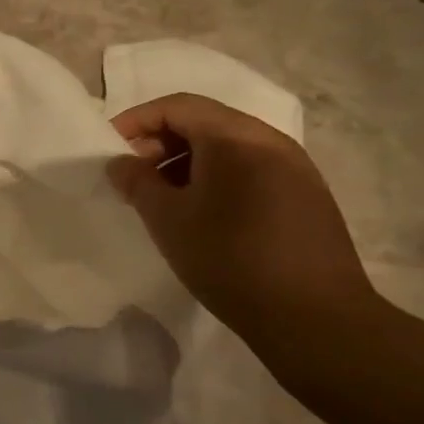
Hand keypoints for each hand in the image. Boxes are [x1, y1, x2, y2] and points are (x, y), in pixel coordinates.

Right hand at [107, 93, 377, 348]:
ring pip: (229, 147)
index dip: (137, 121)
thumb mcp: (168, 220)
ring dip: (187, 162)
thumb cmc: (229, 259)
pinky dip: (216, 178)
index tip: (110, 149)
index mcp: (236, 138)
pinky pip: (250, 169)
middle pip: (205, 122)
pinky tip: (202, 214)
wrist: (314, 317)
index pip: (178, 106)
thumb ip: (138, 182)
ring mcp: (295, 168)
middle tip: (133, 176)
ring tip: (162, 198)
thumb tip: (122, 163)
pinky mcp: (306, 196)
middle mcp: (271, 141)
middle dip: (161, 142)